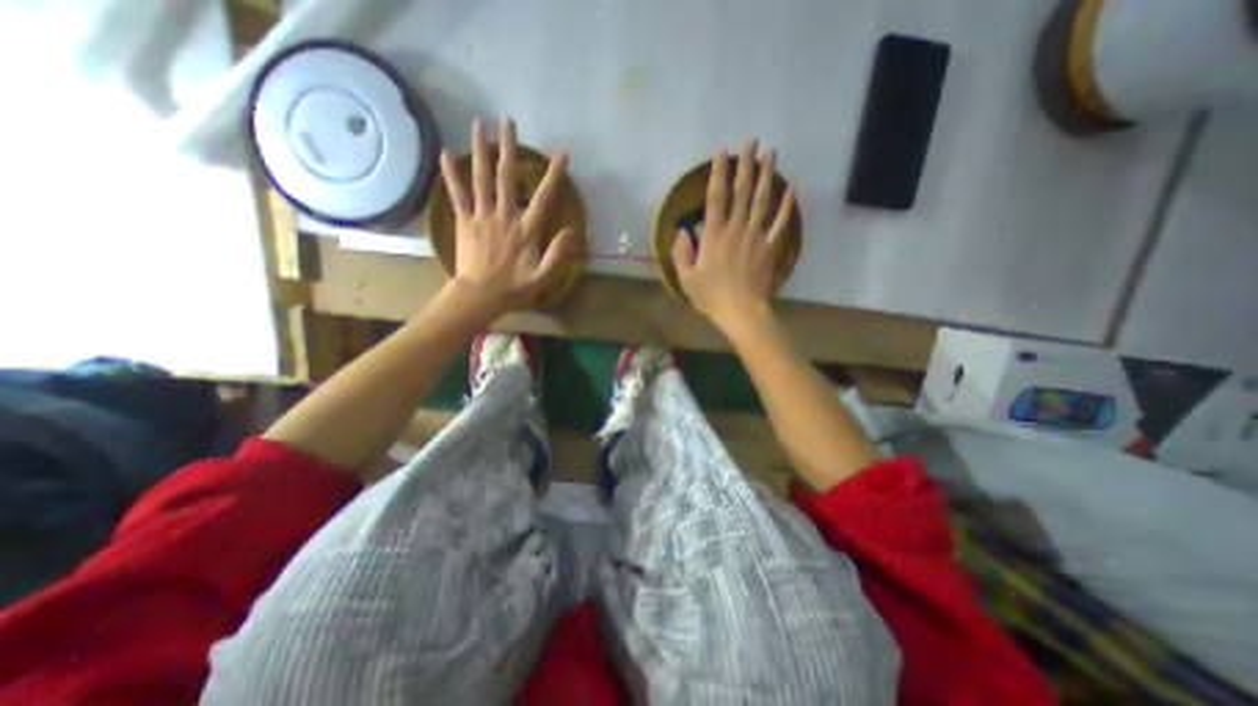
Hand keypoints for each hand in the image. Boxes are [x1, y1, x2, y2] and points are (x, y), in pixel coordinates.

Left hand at [440, 119, 577, 313]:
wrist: (480, 296)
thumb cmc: (514, 287)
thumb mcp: (543, 277)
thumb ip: (557, 255)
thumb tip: (570, 231)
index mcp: (526, 230)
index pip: (543, 197)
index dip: (554, 175)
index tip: (563, 154)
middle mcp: (504, 216)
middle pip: (507, 177)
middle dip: (510, 148)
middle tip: (509, 121)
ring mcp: (481, 216)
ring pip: (481, 178)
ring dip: (480, 150)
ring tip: (479, 124)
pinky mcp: (463, 220)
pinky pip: (457, 194)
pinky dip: (451, 173)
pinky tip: (446, 153)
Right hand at [674, 141, 789, 334]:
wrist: (740, 311)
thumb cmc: (710, 296)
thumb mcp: (686, 277)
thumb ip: (681, 252)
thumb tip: (682, 230)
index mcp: (714, 235)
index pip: (716, 198)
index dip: (718, 174)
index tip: (722, 153)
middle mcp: (736, 229)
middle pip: (742, 192)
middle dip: (746, 165)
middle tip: (751, 141)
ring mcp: (756, 237)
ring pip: (762, 201)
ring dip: (767, 176)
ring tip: (771, 154)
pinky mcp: (770, 247)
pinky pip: (779, 224)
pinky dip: (786, 207)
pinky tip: (791, 190)